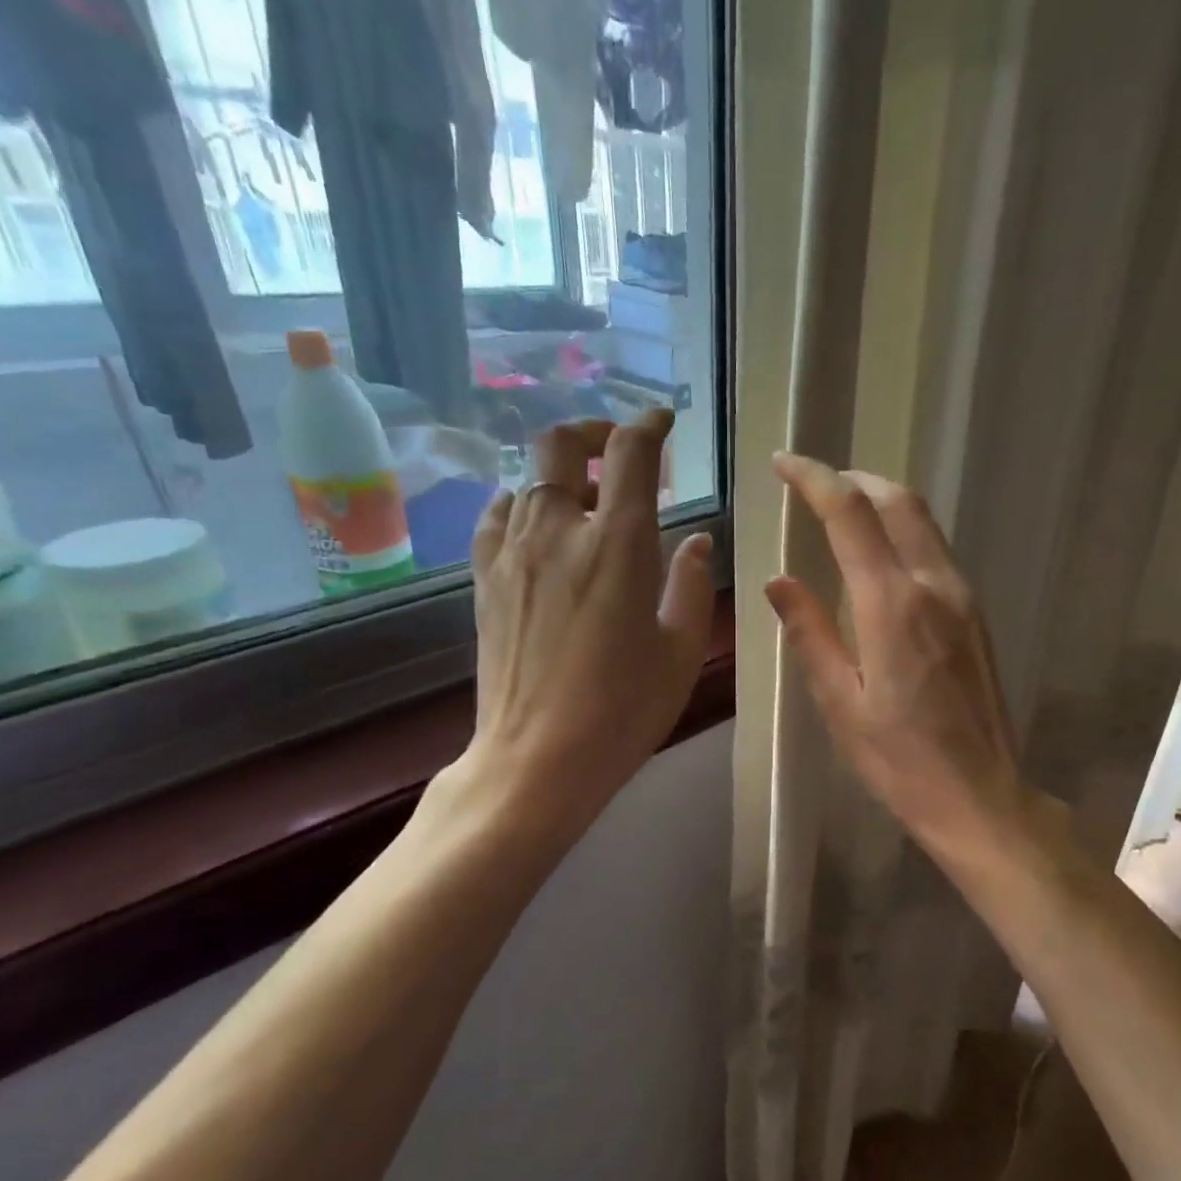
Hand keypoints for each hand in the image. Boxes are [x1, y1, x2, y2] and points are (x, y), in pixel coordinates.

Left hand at [459, 410, 713, 832]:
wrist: (538, 758)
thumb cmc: (624, 709)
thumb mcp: (679, 650)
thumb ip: (689, 584)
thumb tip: (695, 540)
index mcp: (617, 543)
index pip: (630, 454)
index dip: (648, 426)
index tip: (662, 423)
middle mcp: (558, 531)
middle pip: (560, 444)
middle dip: (593, 434)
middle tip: (617, 453)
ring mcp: (513, 553)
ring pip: (526, 477)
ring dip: (559, 472)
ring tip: (583, 496)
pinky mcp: (485, 580)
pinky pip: (497, 516)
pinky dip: (522, 505)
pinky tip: (538, 527)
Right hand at [766, 454, 1028, 860]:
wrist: (980, 797)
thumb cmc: (899, 761)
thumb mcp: (840, 703)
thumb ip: (810, 634)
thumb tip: (779, 581)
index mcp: (893, 605)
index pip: (852, 515)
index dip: (815, 479)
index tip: (783, 464)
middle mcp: (935, 586)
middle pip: (899, 502)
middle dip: (854, 480)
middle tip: (813, 484)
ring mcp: (964, 599)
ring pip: (923, 523)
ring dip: (882, 503)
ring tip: (842, 513)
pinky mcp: (976, 617)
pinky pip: (937, 553)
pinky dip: (904, 535)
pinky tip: (880, 560)